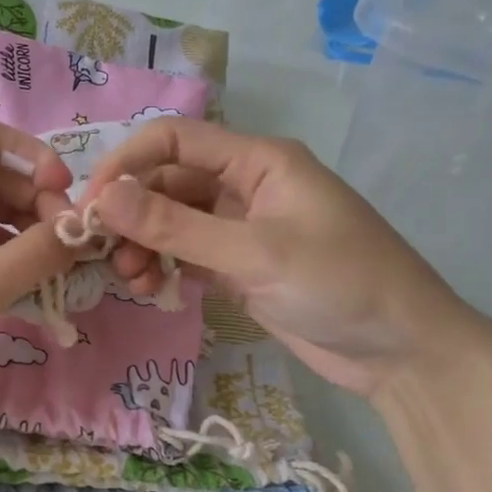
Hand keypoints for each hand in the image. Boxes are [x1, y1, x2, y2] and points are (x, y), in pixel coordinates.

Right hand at [80, 119, 482, 396]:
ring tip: (131, 279)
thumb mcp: (254, 252)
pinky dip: (164, 267)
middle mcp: (245, 186)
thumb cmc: (340, 284)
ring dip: (143, 245)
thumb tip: (103, 198)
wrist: (402, 351)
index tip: (90, 206)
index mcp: (258, 161)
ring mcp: (241, 228)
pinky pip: (186, 255)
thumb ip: (176, 225)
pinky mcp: (239, 266)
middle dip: (131, 214)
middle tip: (99, 253)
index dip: (127, 165)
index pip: (175, 140)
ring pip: (172, 222)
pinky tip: (153, 289)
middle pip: (167, 183)